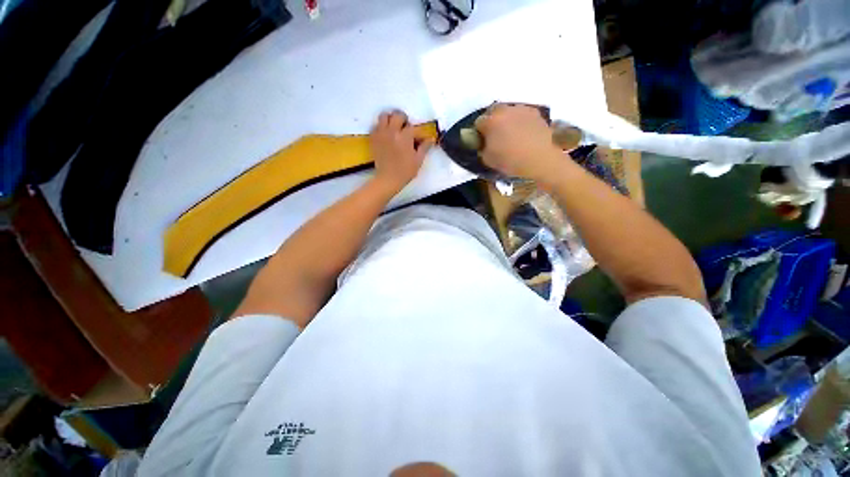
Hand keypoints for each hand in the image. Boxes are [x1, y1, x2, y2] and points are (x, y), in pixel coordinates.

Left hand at [370, 110, 433, 191]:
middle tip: (406, 129)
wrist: (388, 179)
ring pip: (384, 116)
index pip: (414, 128)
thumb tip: (431, 139)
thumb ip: (424, 147)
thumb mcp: (418, 160)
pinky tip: (386, 135)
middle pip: (398, 115)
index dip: (418, 134)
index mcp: (405, 136)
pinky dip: (381, 127)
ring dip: (391, 119)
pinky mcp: (373, 138)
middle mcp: (392, 131)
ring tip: (394, 128)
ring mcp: (381, 134)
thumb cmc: (405, 171)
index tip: (420, 140)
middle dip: (404, 120)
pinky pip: (375, 125)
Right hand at [475, 104, 563, 182]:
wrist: (539, 159)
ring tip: (511, 134)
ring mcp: (521, 110)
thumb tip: (484, 144)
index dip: (479, 132)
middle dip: (492, 121)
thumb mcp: (488, 160)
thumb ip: (483, 148)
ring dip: (507, 119)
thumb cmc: (510, 161)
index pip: (478, 122)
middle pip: (493, 111)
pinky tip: (523, 133)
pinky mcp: (535, 113)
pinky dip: (520, 121)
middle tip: (495, 135)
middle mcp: (505, 111)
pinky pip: (522, 115)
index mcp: (491, 122)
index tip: (483, 140)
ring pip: (509, 111)